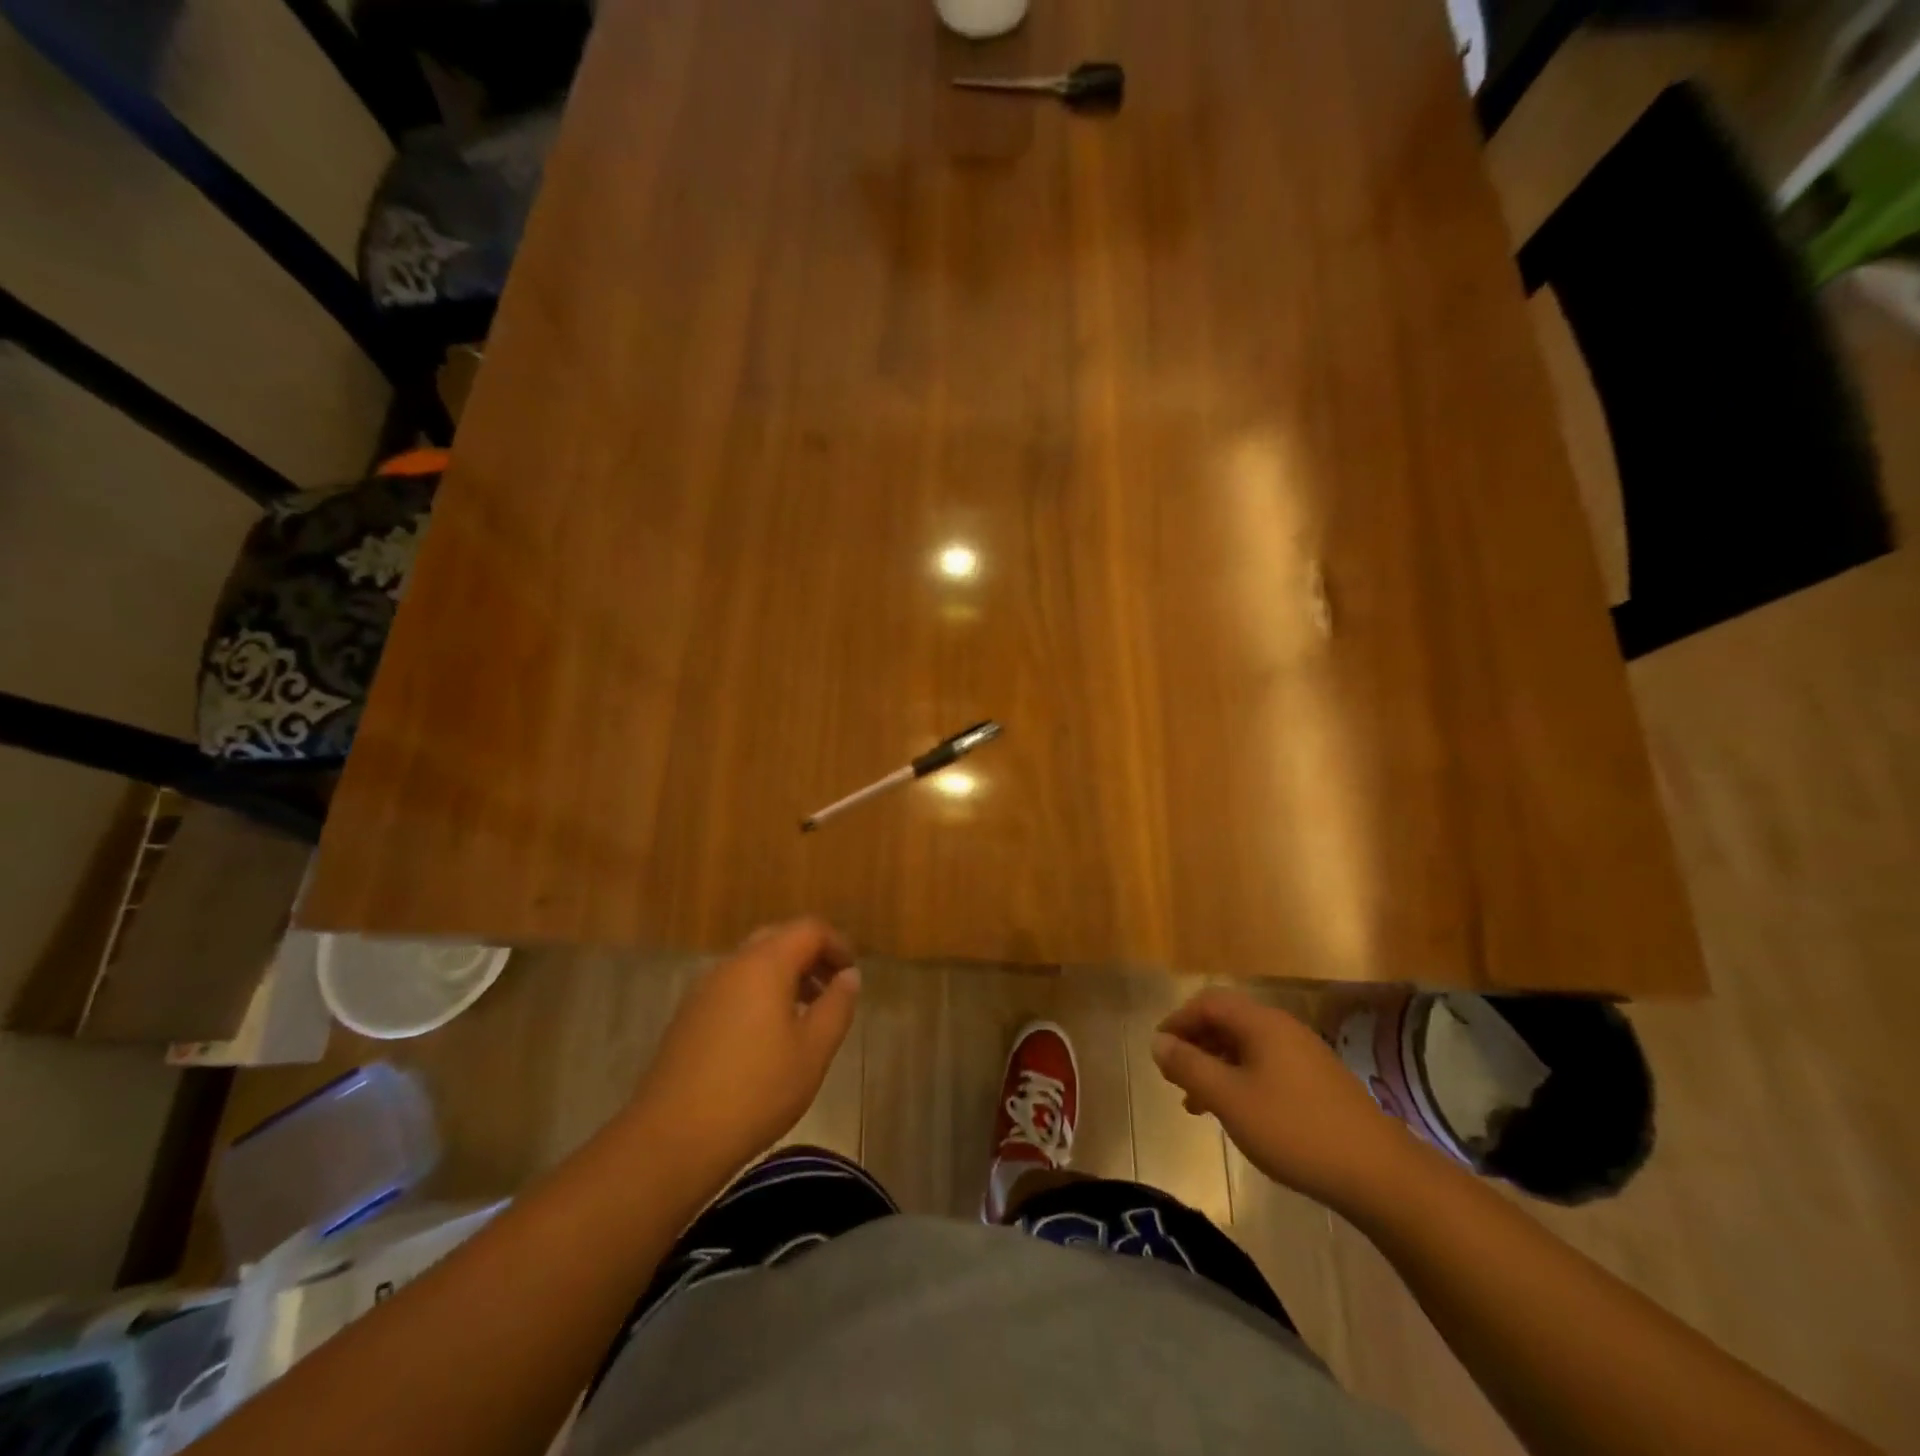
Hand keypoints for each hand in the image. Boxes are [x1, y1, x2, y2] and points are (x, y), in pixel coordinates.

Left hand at [631, 918, 860, 1185]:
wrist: (673, 1138)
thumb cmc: (756, 1090)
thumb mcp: (813, 1051)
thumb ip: (837, 1006)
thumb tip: (849, 975)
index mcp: (765, 964)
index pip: (809, 929)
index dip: (837, 944)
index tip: (852, 973)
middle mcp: (732, 965)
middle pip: (778, 938)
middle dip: (810, 955)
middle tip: (832, 988)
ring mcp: (704, 989)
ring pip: (753, 962)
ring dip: (784, 975)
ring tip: (806, 1014)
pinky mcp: (688, 1016)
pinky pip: (733, 986)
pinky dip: (759, 992)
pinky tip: (768, 1035)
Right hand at [1152, 988, 1415, 1212]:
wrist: (1379, 1174)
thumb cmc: (1295, 1130)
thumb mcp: (1230, 1099)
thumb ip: (1190, 1067)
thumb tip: (1158, 1042)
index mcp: (1262, 1023)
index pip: (1208, 1002)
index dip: (1178, 1021)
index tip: (1159, 1051)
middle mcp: (1283, 1029)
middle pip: (1227, 1022)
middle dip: (1195, 1045)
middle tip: (1174, 1076)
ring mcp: (1304, 1056)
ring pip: (1246, 1048)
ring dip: (1216, 1067)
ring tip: (1197, 1104)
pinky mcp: (1318, 1083)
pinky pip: (1266, 1067)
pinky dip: (1240, 1081)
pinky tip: (1237, 1114)